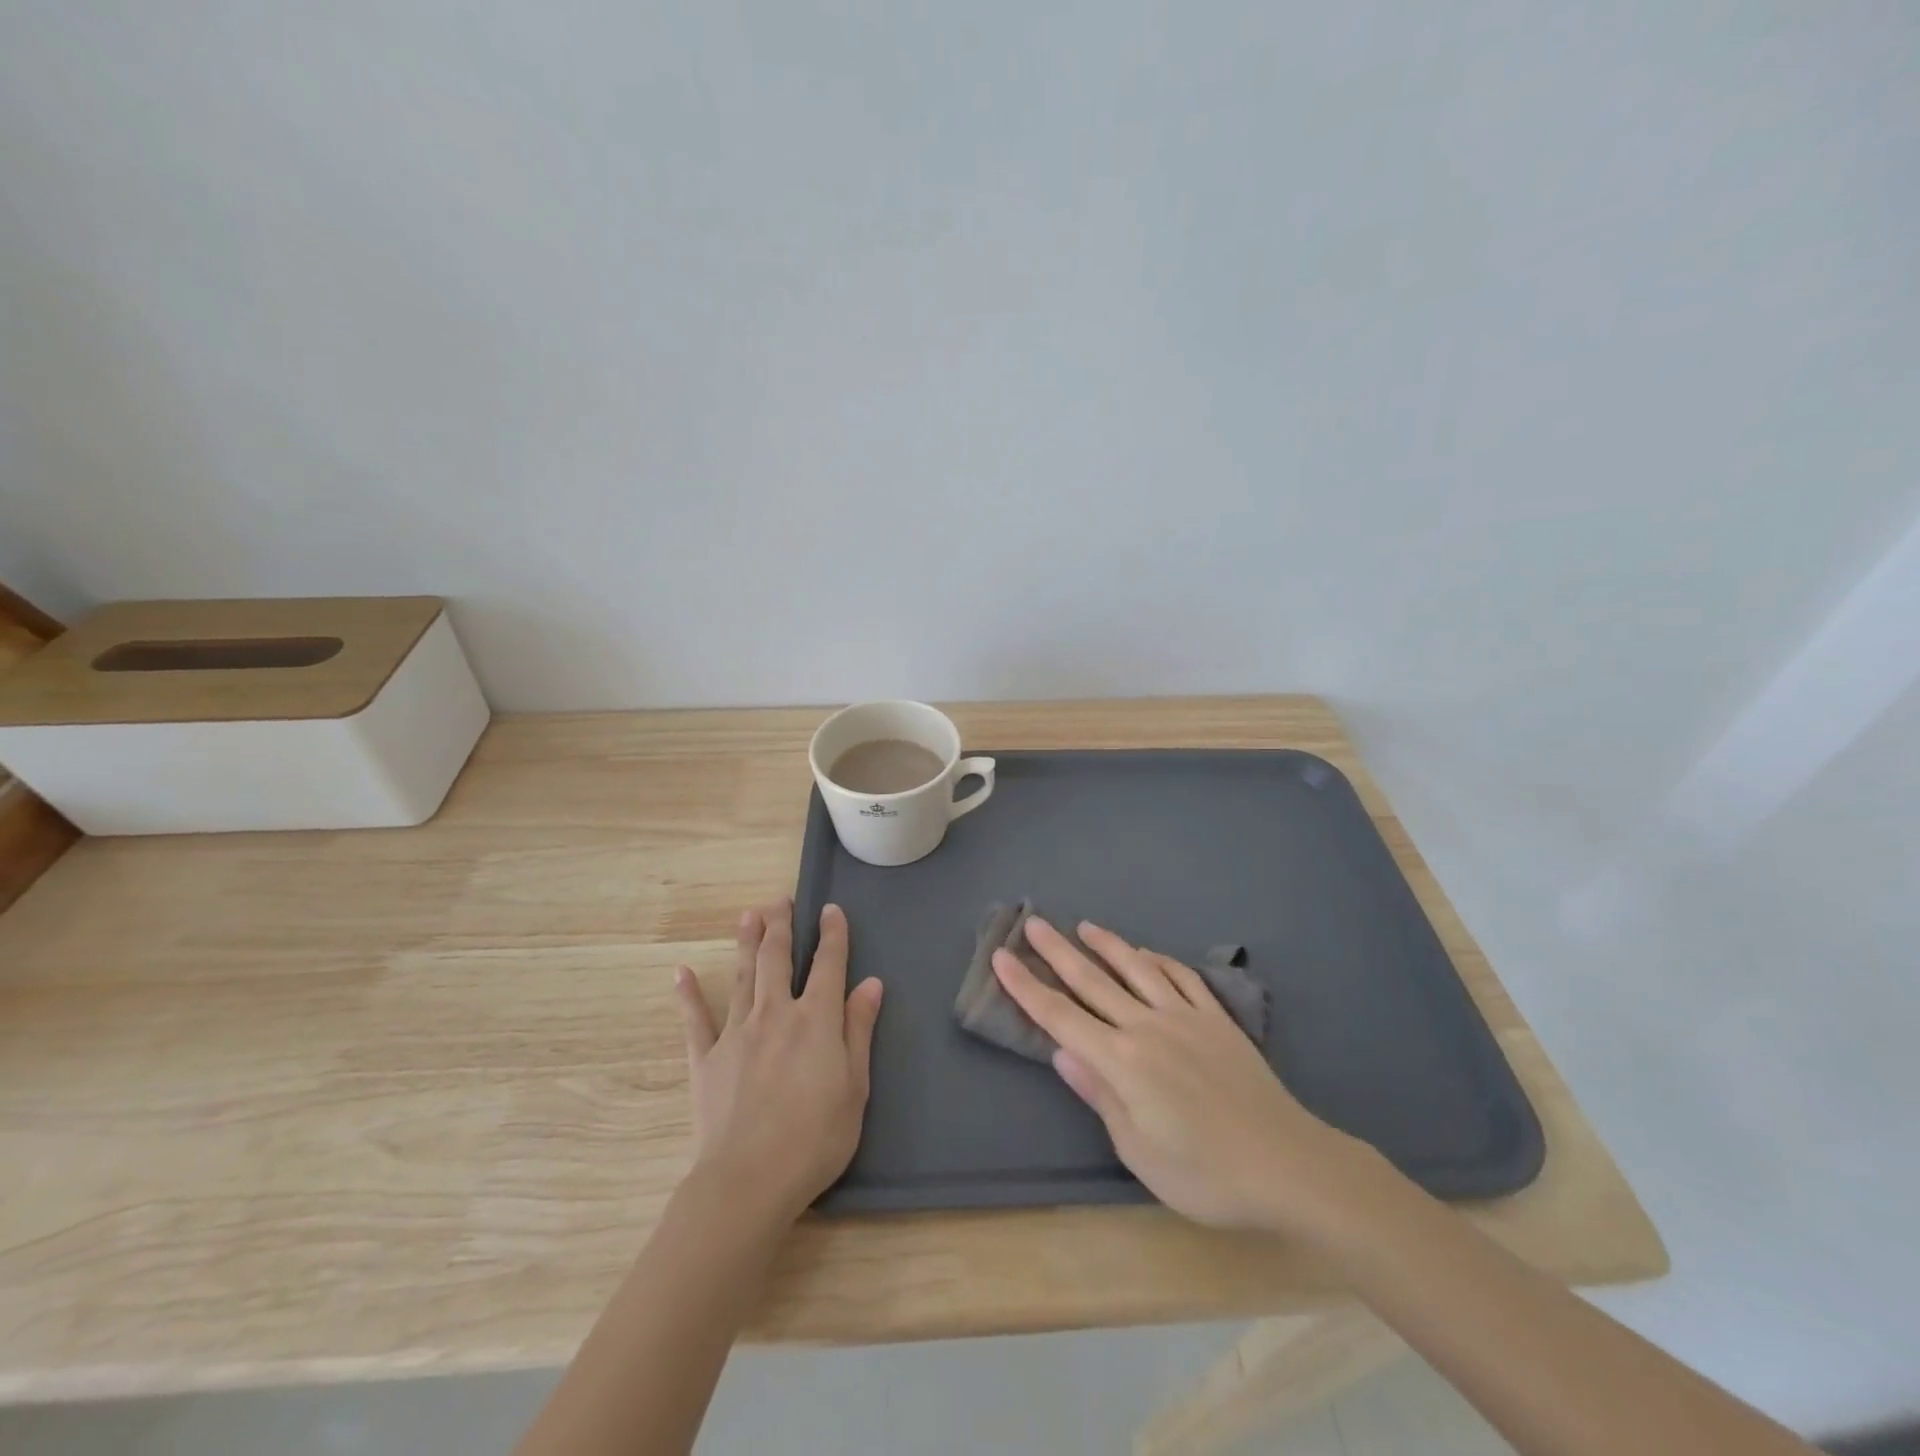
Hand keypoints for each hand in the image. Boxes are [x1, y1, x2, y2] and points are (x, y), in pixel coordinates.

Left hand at [674, 899, 883, 1223]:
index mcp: (815, 1020)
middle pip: (778, 958)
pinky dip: (689, 995)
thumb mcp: (855, 1086)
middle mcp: (775, 1013)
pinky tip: (681, 973)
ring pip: (742, 976)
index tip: (831, 910)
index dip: (832, 934)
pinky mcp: (706, 1059)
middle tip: (781, 899)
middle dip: (781, 925)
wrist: (748, 1181)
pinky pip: (696, 1019)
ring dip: (746, 942)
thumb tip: (870, 984)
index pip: (827, 965)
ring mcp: (737, 1033)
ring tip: (748, 914)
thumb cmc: (815, 1138)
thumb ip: (858, 1030)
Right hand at [993, 917, 1367, 1233]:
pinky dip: (1159, 960)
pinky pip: (1182, 978)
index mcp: (1122, 1062)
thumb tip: (1063, 1052)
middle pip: (1092, 981)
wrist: (1288, 1164)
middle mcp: (1147, 1027)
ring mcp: (1185, 1017)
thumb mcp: (1139, 1151)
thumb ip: (1100, 1095)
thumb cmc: (1205, 1174)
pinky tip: (1146, 954)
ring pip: (1136, 968)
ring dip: (1107, 945)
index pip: (1061, 1016)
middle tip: (1033, 923)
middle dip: (1057, 952)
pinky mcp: (1217, 1019)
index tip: (1001, 958)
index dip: (1027, 987)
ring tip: (1084, 926)